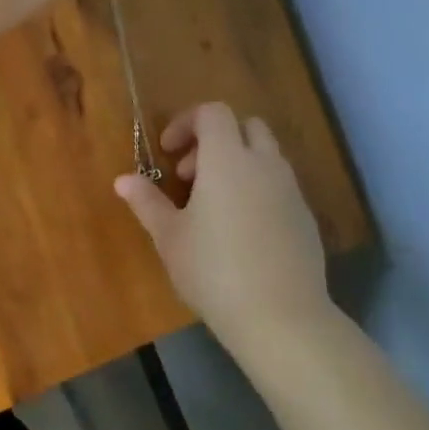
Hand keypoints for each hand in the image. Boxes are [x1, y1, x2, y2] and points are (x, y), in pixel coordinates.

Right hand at [115, 102, 330, 347]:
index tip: (167, 153)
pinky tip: (240, 231)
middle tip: (188, 176)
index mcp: (227, 160)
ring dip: (237, 165)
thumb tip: (123, 180)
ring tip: (212, 206)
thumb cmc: (212, 270)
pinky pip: (279, 186)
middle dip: (215, 140)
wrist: (280, 316)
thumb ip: (147, 202)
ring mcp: (291, 191)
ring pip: (266, 156)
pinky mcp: (305, 217)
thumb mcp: (169, 237)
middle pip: (246, 126)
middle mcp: (264, 165)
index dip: (186, 123)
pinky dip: (257, 190)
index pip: (213, 113)